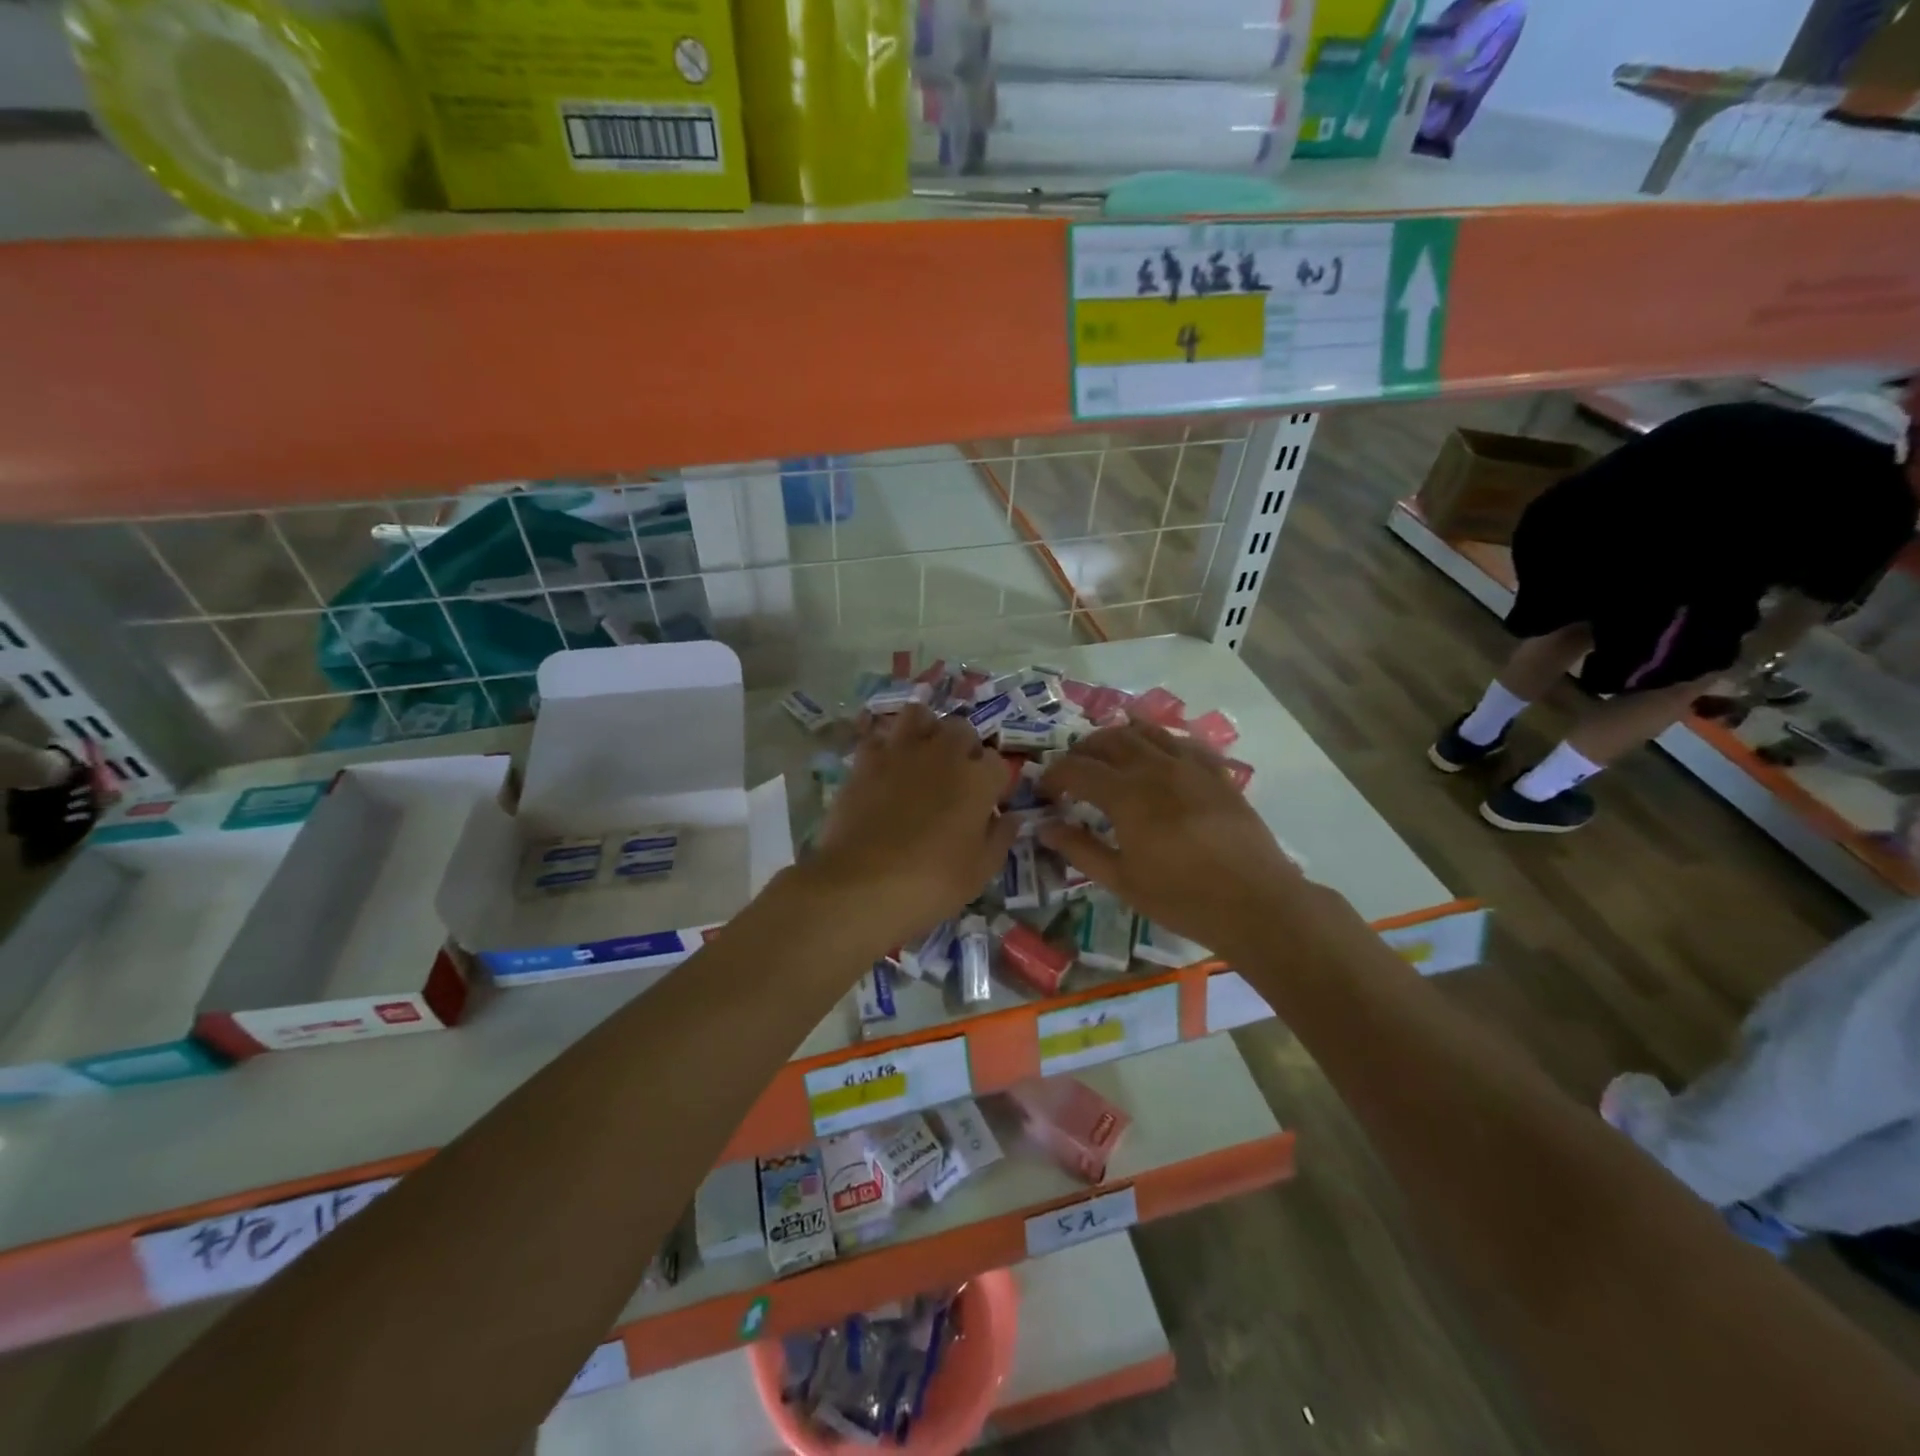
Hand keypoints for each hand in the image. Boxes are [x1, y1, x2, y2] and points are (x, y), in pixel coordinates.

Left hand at [810, 703, 1018, 952]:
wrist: (860, 884)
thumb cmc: (930, 884)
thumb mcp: (979, 872)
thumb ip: (1000, 838)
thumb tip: (1011, 817)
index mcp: (978, 780)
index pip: (998, 763)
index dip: (994, 782)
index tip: (987, 803)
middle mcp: (943, 754)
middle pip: (962, 730)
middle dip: (964, 748)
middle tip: (956, 776)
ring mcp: (901, 751)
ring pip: (919, 715)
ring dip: (925, 730)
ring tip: (922, 754)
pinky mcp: (865, 759)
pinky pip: (879, 736)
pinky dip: (885, 746)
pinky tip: (885, 766)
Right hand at [1036, 724, 1304, 959]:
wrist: (1256, 902)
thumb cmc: (1182, 898)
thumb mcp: (1122, 881)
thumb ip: (1080, 849)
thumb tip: (1045, 828)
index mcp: (1126, 795)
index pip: (1076, 769)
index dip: (1053, 775)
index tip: (1044, 791)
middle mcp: (1155, 768)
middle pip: (1109, 739)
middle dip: (1082, 750)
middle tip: (1072, 771)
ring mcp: (1190, 765)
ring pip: (1146, 731)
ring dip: (1119, 737)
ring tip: (1109, 756)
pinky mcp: (1216, 772)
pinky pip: (1182, 742)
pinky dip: (1160, 743)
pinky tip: (1157, 760)